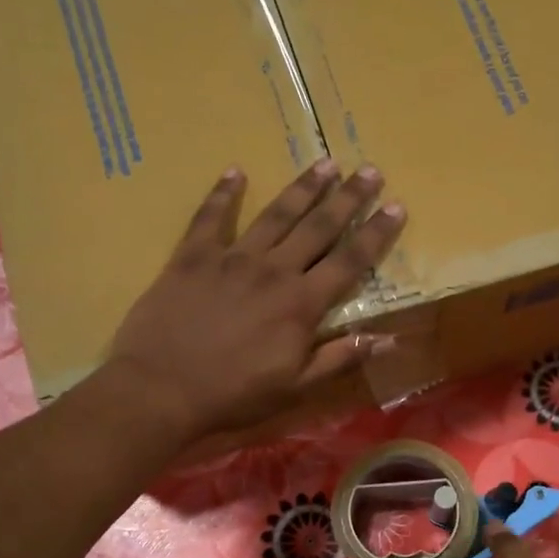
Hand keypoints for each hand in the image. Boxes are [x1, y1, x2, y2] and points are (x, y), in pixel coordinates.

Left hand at [103, 159, 405, 440]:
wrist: (161, 389)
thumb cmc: (233, 394)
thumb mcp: (295, 387)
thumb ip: (340, 358)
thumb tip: (388, 339)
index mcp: (301, 304)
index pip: (349, 261)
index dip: (376, 233)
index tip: (397, 206)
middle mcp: (273, 270)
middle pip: (318, 227)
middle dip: (348, 198)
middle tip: (370, 170)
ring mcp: (231, 258)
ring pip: (275, 215)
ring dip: (302, 188)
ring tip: (325, 163)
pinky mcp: (192, 256)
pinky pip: (211, 217)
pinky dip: (223, 193)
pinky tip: (235, 172)